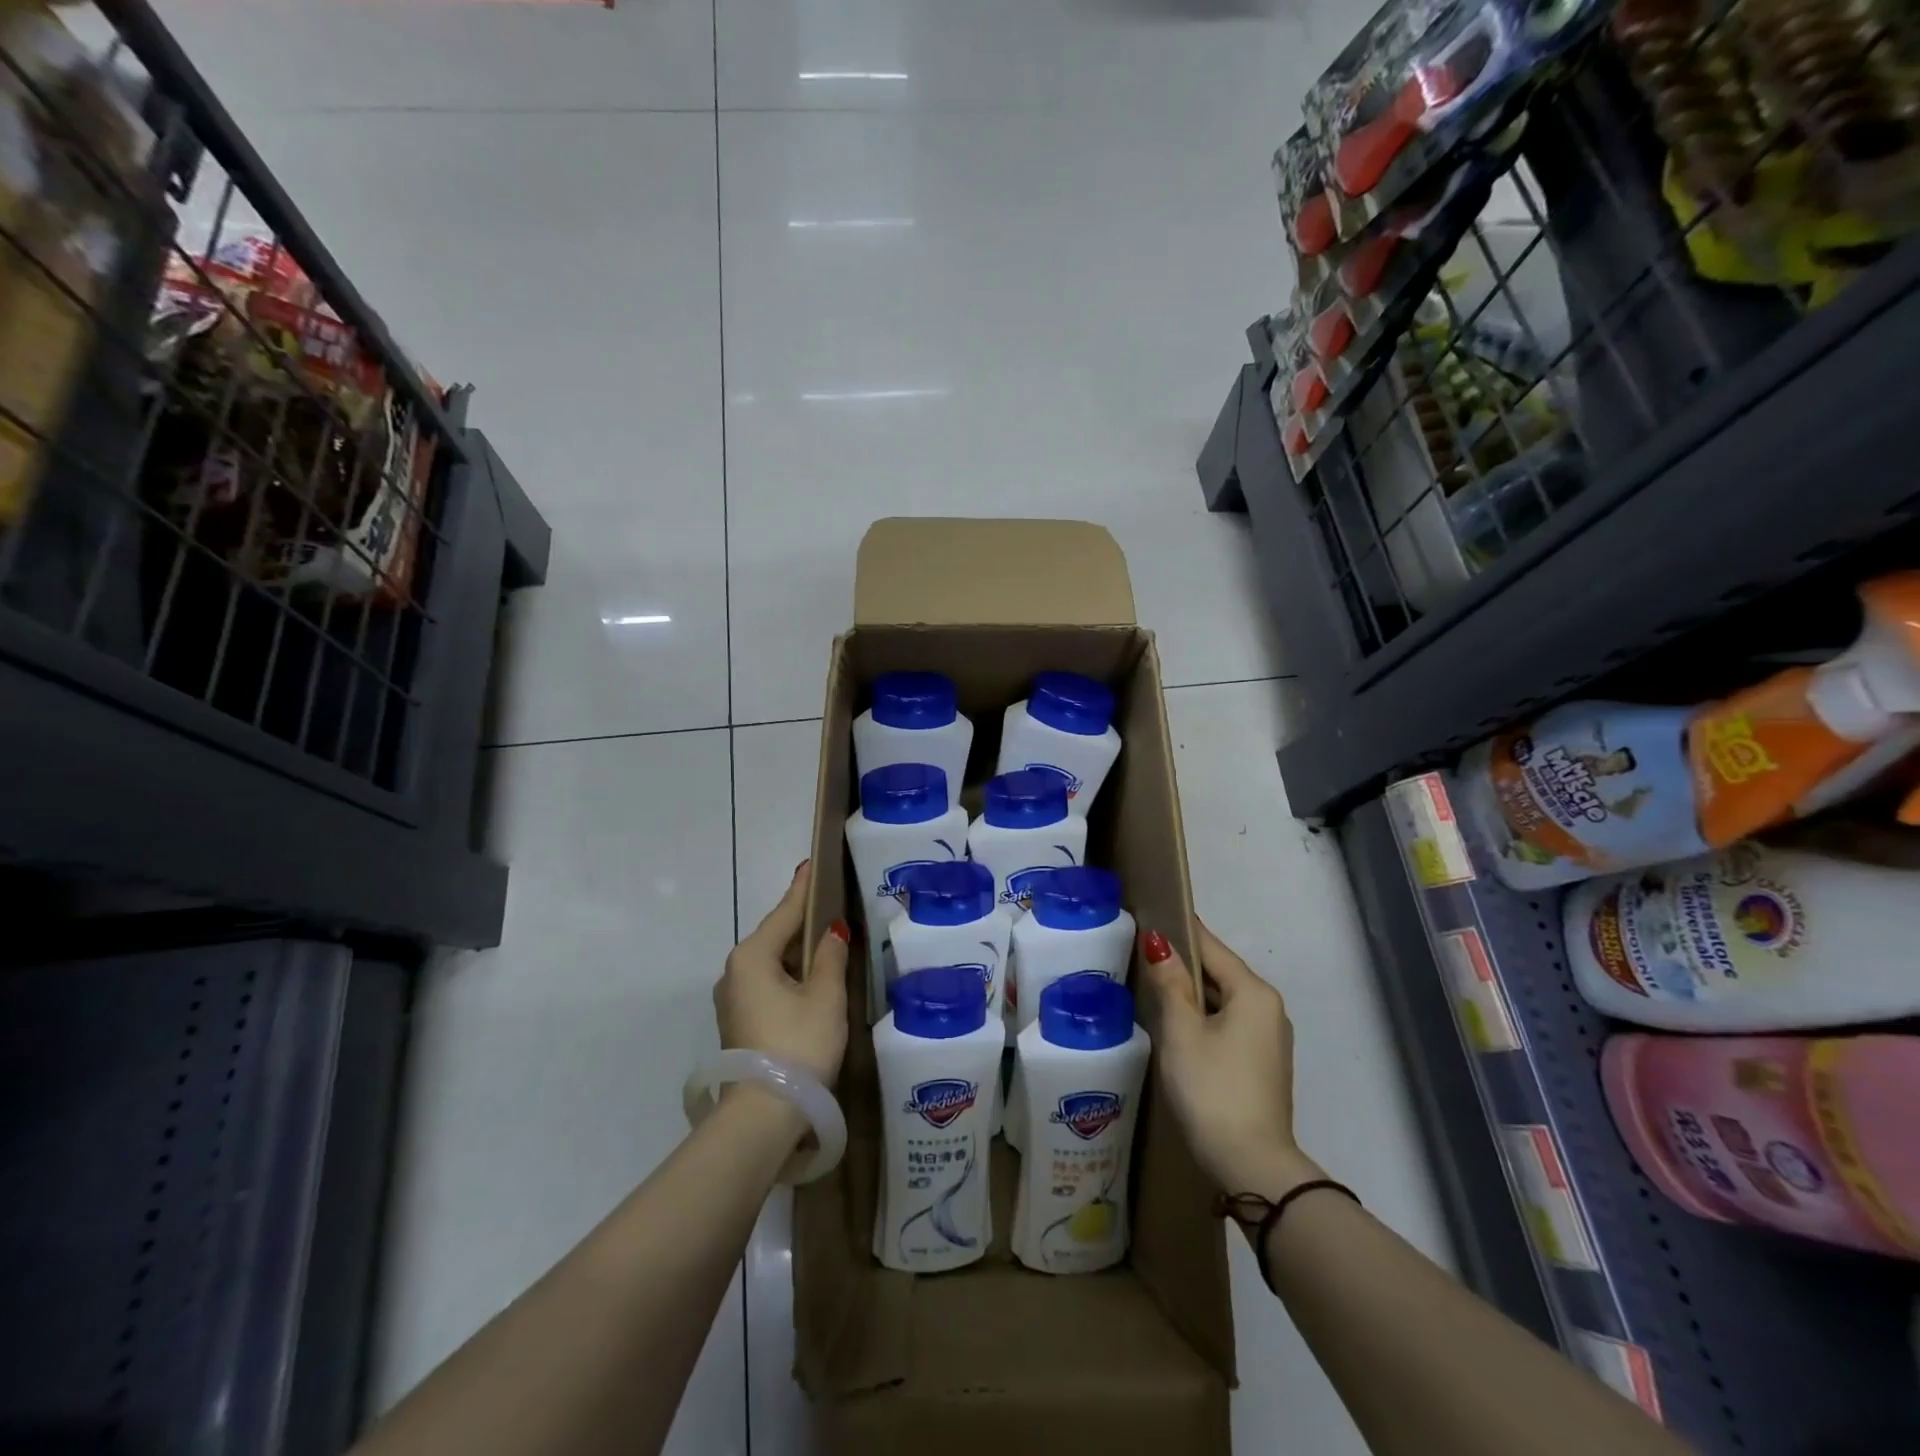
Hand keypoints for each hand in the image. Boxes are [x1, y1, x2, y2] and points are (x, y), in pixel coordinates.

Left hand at [714, 862, 850, 1090]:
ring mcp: (733, 998)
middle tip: (829, 901)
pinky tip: (810, 976)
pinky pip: (768, 982)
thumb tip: (832, 930)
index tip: (811, 864)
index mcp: (752, 956)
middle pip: (775, 936)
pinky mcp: (739, 1022)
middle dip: (801, 921)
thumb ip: (830, 956)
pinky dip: (789, 973)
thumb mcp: (824, 996)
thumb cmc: (798, 1044)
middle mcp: (735, 971)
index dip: (803, 889)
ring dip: (797, 951)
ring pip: (771, 962)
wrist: (763, 1114)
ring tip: (826, 937)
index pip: (784, 912)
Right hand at [1138, 921, 1321, 1198]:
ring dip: (1191, 993)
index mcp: (1253, 992)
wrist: (1251, 1168)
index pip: (1211, 946)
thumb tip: (1159, 942)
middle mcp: (1269, 1008)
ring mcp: (1268, 1039)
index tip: (1149, 913)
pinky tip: (1176, 1025)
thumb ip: (1170, 983)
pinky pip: (1228, 1023)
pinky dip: (1203, 1017)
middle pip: (1219, 972)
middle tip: (1139, 953)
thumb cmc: (1211, 1089)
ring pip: (1223, 1000)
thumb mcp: (1181, 1032)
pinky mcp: (1261, 1063)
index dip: (1179, 930)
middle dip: (1182, 963)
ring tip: (1150, 985)